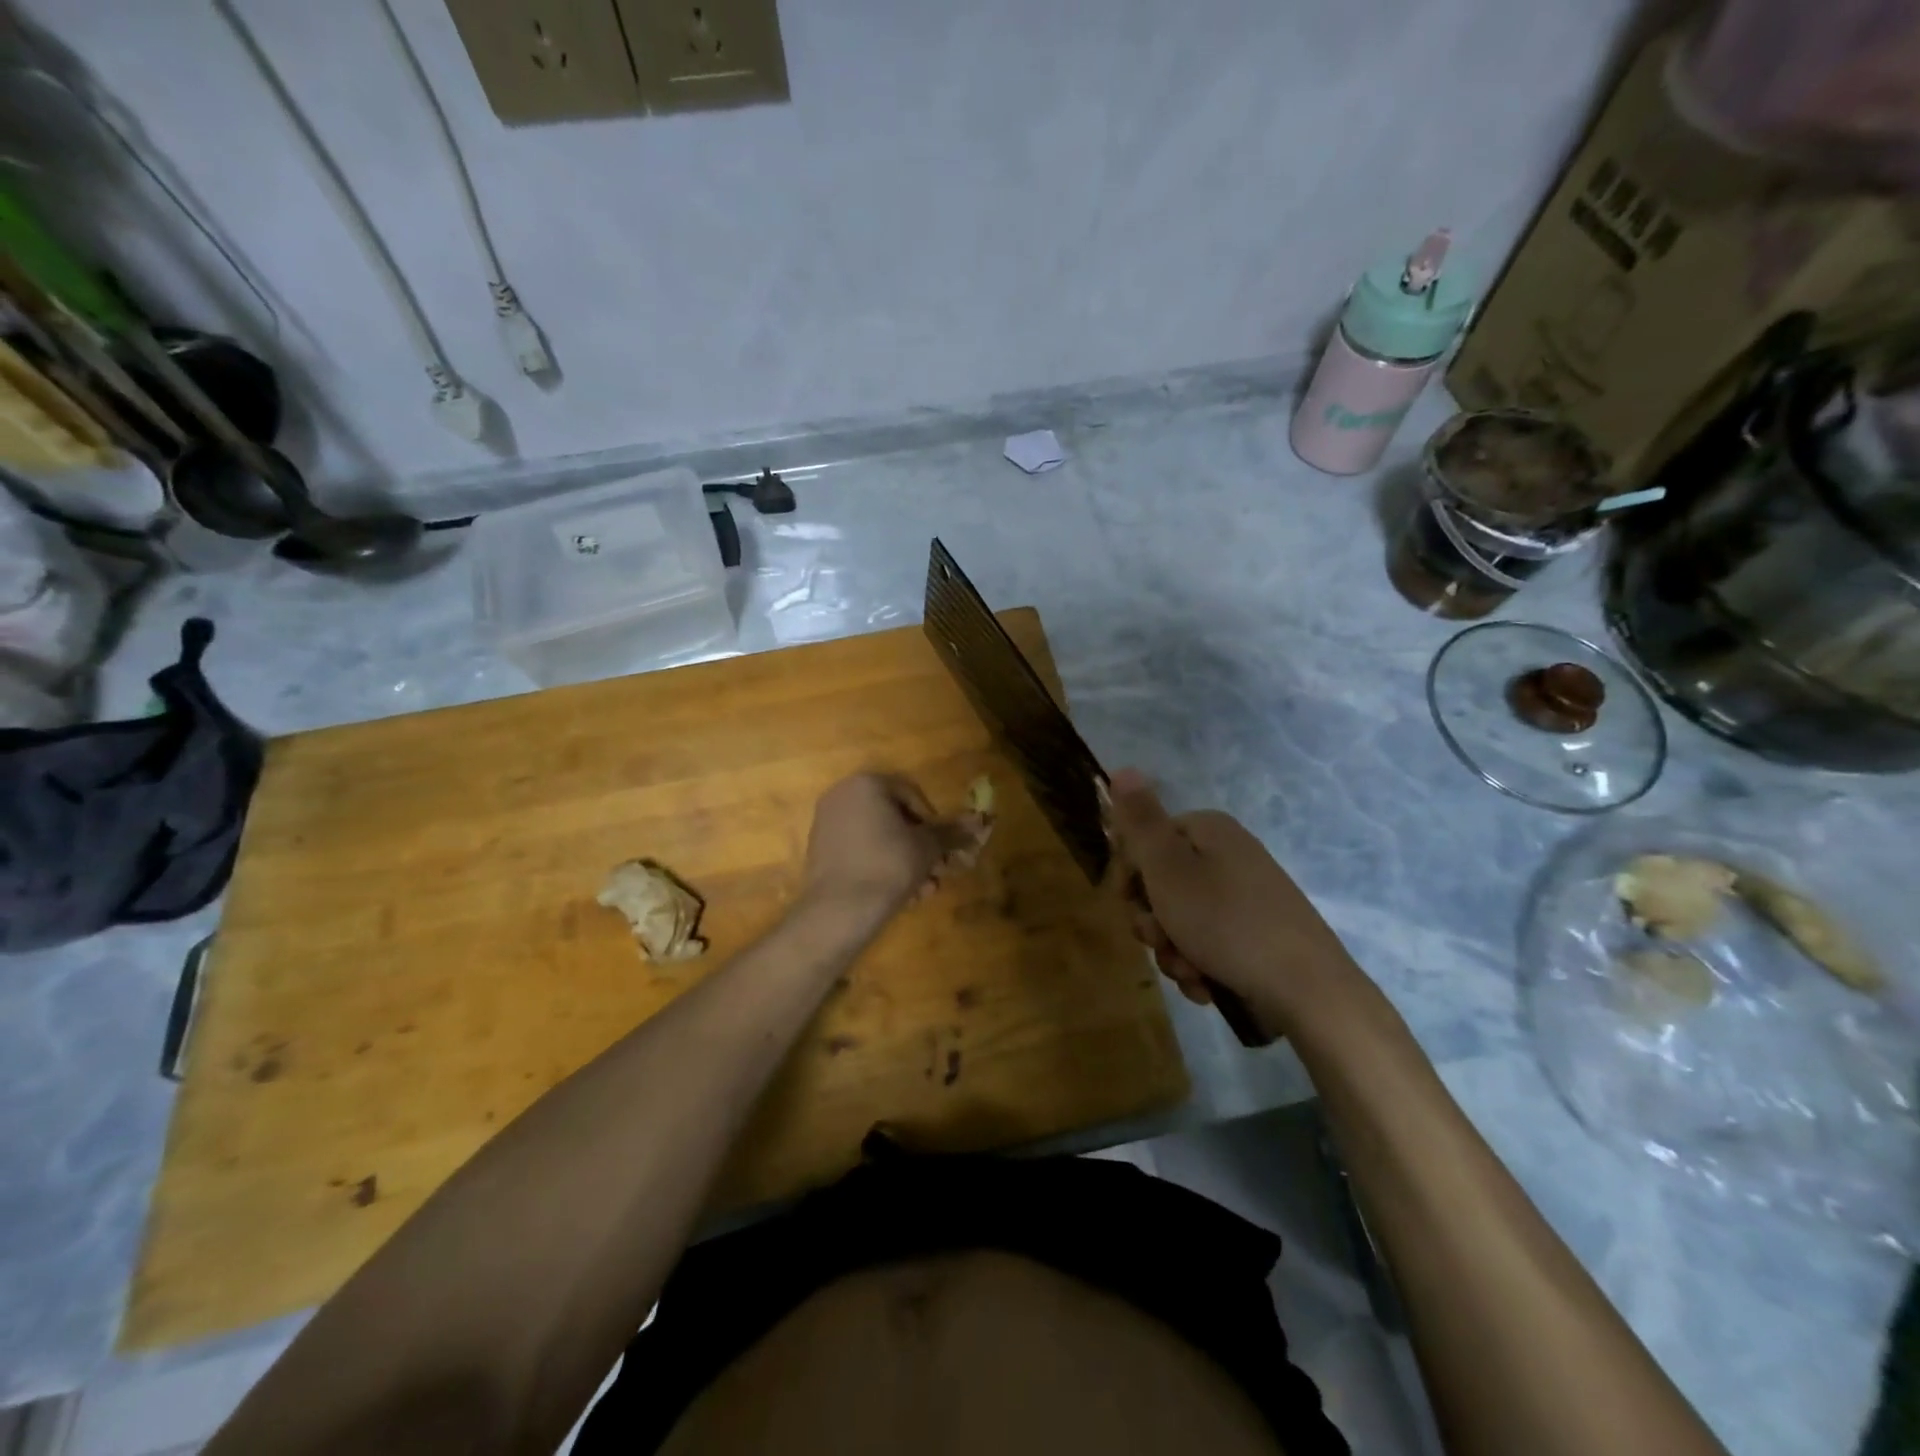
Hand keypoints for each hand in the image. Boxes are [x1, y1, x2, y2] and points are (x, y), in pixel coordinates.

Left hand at [802, 773, 983, 913]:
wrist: (839, 910)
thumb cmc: (888, 866)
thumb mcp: (927, 847)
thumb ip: (951, 832)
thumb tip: (978, 823)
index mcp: (866, 784)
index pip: (912, 794)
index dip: (933, 822)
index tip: (943, 847)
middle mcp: (842, 796)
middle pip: (894, 818)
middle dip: (920, 847)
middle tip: (938, 871)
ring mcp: (827, 823)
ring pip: (879, 838)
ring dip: (906, 862)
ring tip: (924, 891)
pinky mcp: (820, 851)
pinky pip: (860, 852)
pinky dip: (882, 867)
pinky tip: (902, 895)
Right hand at [1107, 768, 1367, 1034]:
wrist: (1307, 990)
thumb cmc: (1226, 922)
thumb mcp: (1168, 868)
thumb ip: (1140, 821)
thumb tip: (1123, 768)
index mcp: (1209, 831)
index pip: (1146, 841)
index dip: (1129, 874)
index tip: (1128, 902)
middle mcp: (1229, 856)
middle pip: (1162, 884)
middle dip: (1153, 921)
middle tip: (1161, 940)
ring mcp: (1245, 897)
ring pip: (1181, 921)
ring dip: (1173, 950)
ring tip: (1190, 971)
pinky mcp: (1256, 935)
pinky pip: (1209, 945)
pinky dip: (1200, 965)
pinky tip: (1207, 985)